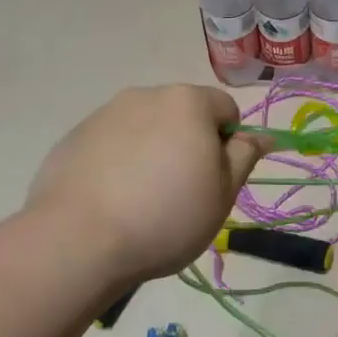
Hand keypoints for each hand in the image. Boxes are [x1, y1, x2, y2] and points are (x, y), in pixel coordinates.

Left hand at [28, 85, 267, 285]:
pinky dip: (119, 163)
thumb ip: (245, 156)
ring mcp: (104, 114)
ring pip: (145, 128)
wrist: (78, 240)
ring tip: (142, 200)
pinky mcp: (73, 138)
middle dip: (189, 144)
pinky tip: (112, 200)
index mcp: (188, 102)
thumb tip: (263, 136)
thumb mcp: (223, 193)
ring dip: (153, 151)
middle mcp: (145, 95)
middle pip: (182, 114)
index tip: (216, 179)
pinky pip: (111, 144)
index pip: (226, 108)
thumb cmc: (167, 216)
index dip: (229, 142)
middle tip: (183, 192)